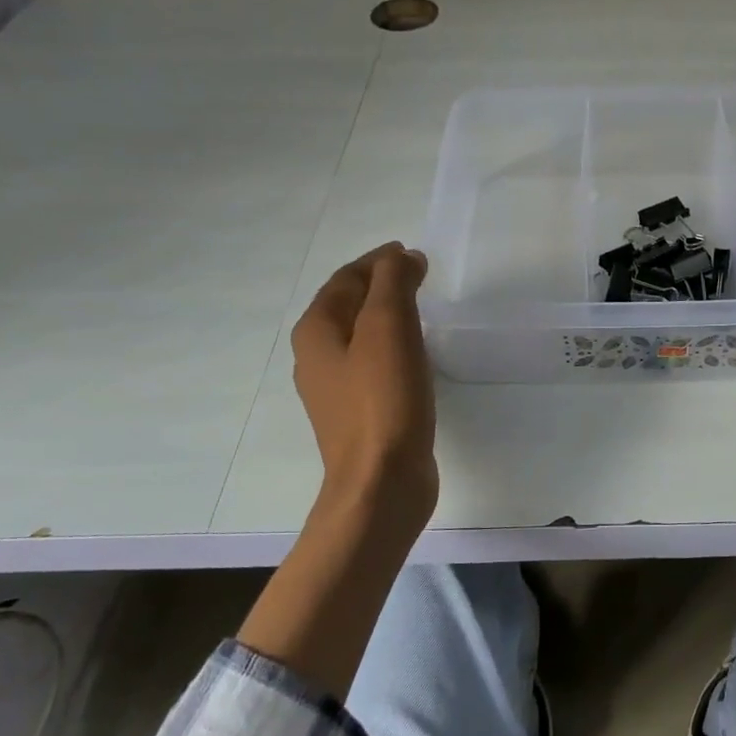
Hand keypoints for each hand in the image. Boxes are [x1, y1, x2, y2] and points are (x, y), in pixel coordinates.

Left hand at [290, 242, 436, 514]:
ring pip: (360, 335)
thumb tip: (403, 258)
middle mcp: (316, 356)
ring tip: (420, 307)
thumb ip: (394, 283)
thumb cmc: (383, 399)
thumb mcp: (389, 327)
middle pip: (348, 305)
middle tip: (418, 275)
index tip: (412, 253)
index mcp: (317, 331)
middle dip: (380, 285)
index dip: (378, 261)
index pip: (346, 278)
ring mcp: (334, 389)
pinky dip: (391, 345)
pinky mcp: (358, 413)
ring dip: (386, 315)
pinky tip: (414, 353)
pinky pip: (372, 363)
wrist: (380, 482)